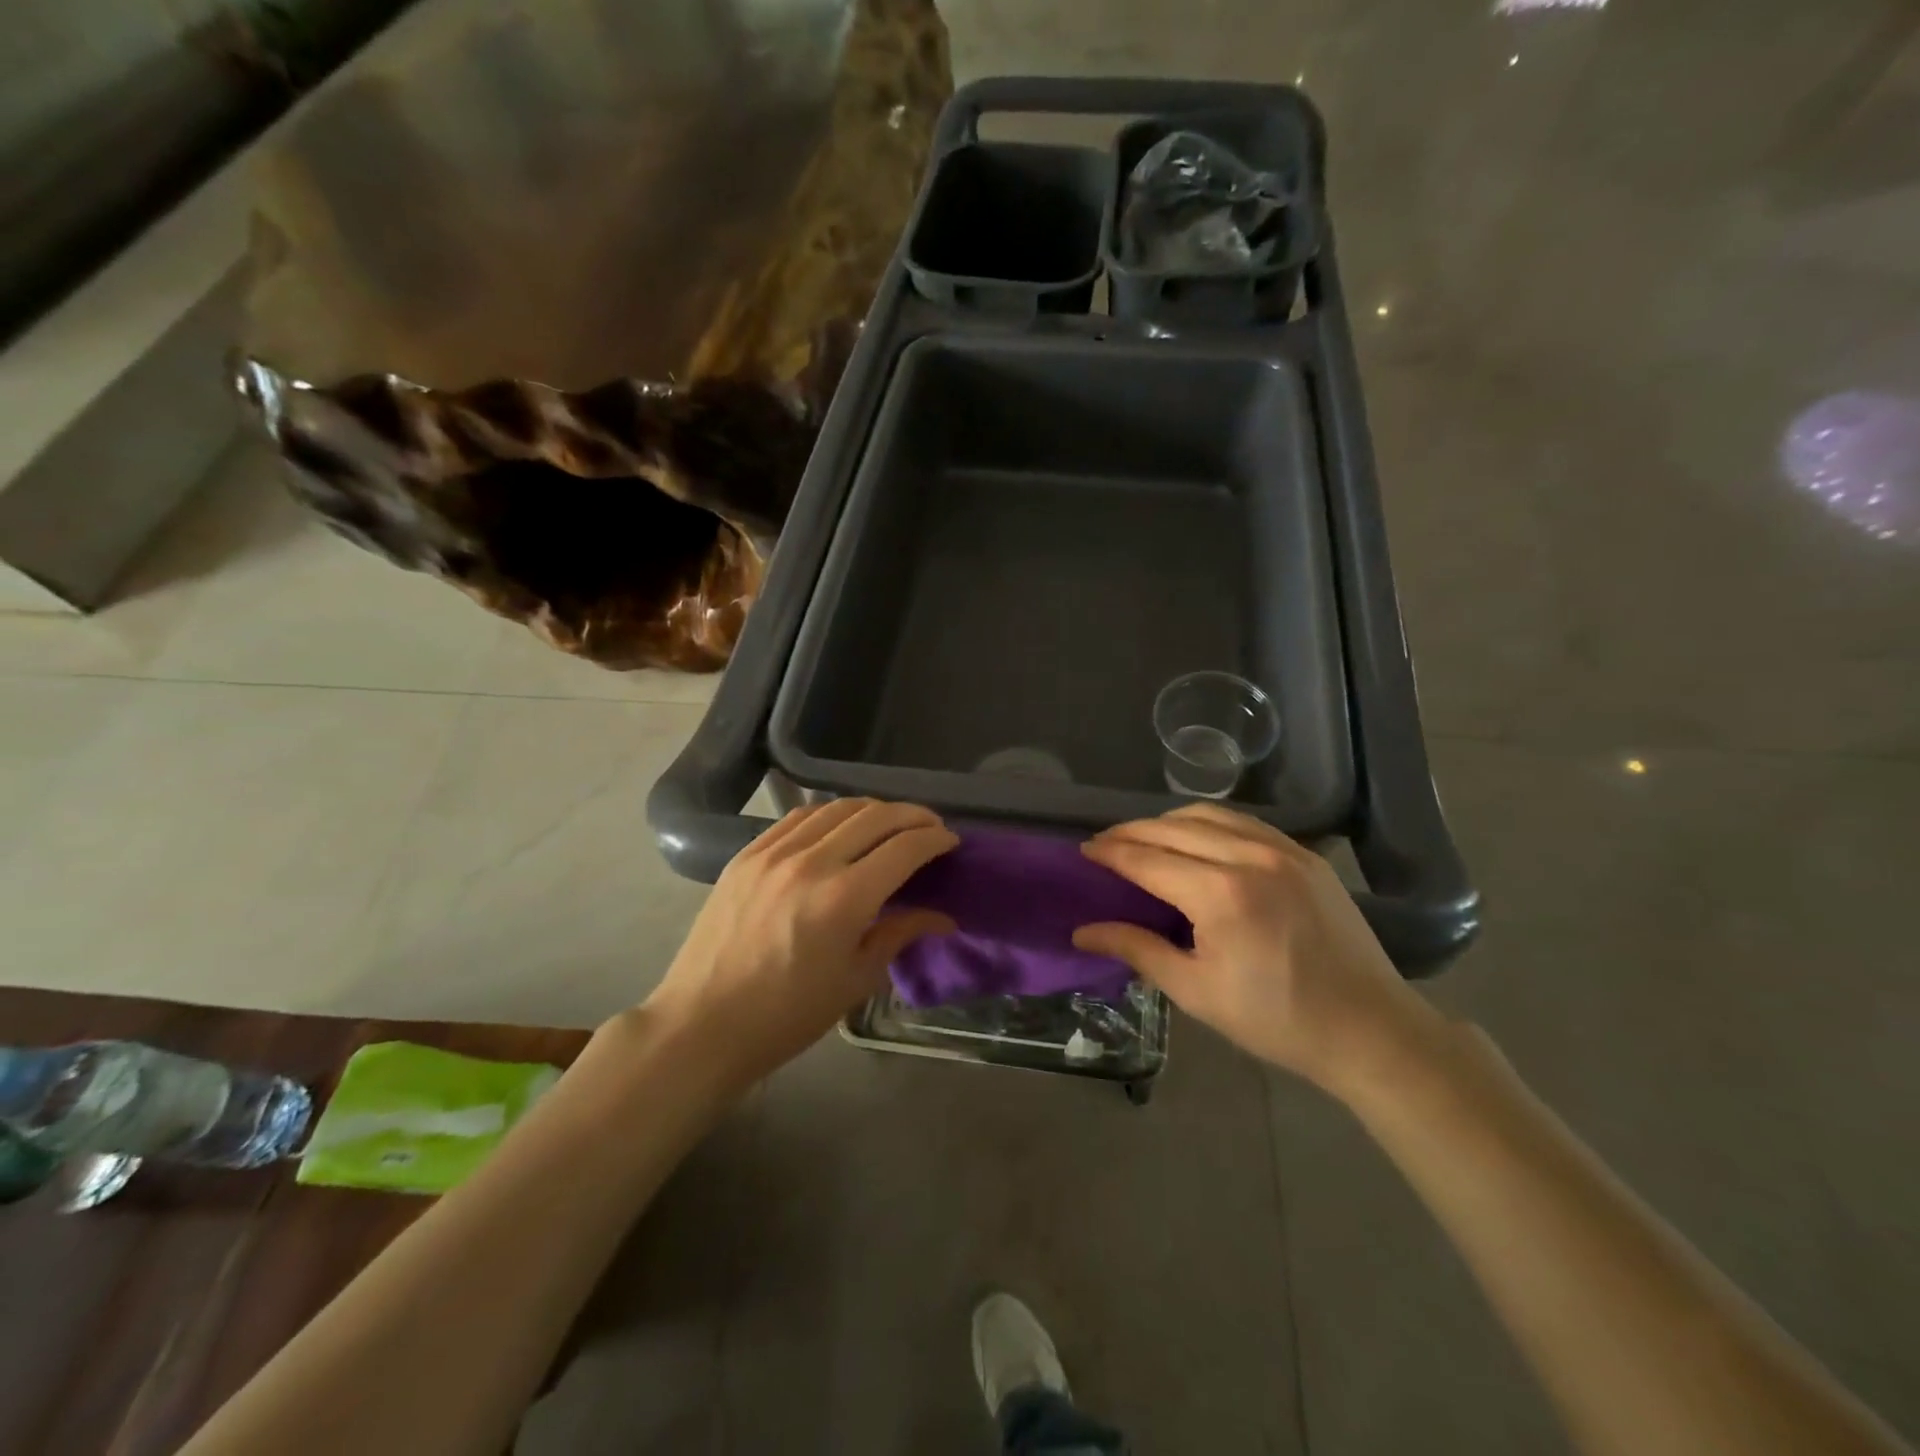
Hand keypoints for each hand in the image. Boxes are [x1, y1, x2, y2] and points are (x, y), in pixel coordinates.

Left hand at [640, 799, 957, 1089]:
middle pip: (875, 816)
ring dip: (873, 809)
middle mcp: (810, 862)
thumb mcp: (855, 980)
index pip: (904, 848)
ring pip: (836, 807)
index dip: (934, 839)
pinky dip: (830, 814)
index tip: (950, 841)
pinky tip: (840, 827)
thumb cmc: (787, 1015)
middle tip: (930, 827)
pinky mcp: (746, 854)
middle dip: (912, 816)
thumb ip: (899, 934)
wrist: (702, 1024)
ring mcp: (773, 853)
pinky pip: (798, 817)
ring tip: (890, 823)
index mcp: (843, 899)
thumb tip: (943, 917)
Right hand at [1073, 804, 1439, 1097]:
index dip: (1111, 852)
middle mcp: (1249, 856)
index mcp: (1220, 894)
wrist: (1369, 1029)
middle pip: (1172, 828)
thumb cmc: (1276, 1019)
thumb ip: (1137, 949)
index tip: (1084, 850)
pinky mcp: (1305, 854)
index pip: (1148, 859)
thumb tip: (1083, 931)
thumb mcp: (1196, 991)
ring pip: (1208, 815)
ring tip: (1144, 838)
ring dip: (1167, 821)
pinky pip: (1243, 822)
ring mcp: (1283, 849)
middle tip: (1105, 844)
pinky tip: (1196, 839)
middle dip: (1131, 832)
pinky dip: (1208, 823)